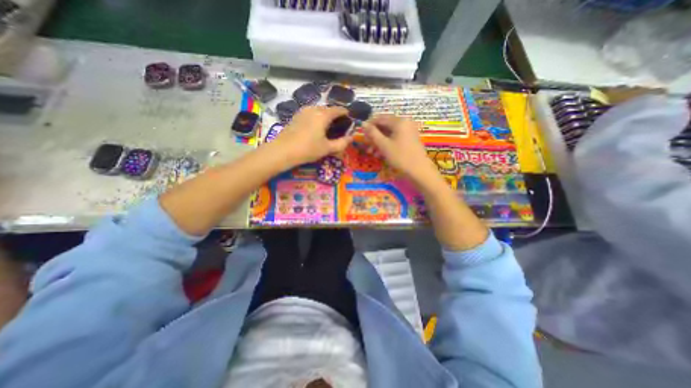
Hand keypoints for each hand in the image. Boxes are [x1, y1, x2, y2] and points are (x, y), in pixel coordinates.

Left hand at [273, 106, 353, 166]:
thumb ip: (342, 143)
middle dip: (335, 115)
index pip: (338, 109)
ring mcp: (303, 111)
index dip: (345, 113)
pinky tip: (315, 128)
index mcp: (323, 115)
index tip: (350, 119)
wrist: (283, 151)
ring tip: (328, 128)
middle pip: (328, 109)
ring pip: (318, 110)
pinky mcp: (296, 116)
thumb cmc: (308, 149)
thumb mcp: (327, 148)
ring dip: (325, 116)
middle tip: (339, 126)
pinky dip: (316, 118)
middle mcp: (313, 109)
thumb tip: (351, 138)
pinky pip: (310, 113)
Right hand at [362, 115, 436, 181]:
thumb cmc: (400, 157)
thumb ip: (373, 133)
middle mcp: (405, 122)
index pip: (380, 118)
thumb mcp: (384, 145)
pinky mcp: (409, 139)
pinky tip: (380, 153)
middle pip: (384, 125)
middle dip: (374, 135)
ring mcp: (408, 130)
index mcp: (399, 121)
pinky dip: (386, 144)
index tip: (361, 135)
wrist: (419, 170)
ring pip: (389, 133)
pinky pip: (395, 138)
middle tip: (366, 145)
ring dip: (379, 141)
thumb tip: (363, 123)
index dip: (369, 125)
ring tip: (371, 152)